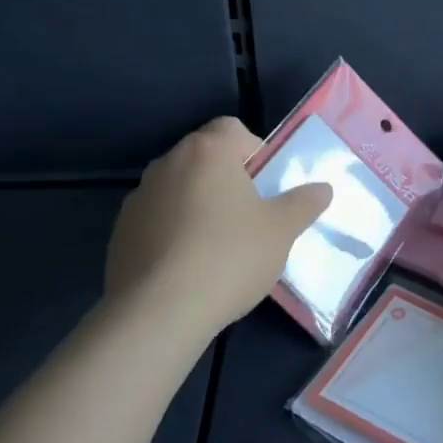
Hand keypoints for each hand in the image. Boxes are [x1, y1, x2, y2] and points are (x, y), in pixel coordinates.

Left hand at [106, 116, 332, 334]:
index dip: (254, 151)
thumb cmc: (229, 257)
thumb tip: (323, 188)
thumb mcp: (282, 230)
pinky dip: (172, 233)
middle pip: (205, 158)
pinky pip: (156, 220)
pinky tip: (187, 268)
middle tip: (249, 217)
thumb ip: (304, 203)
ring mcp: (138, 198)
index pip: (233, 128)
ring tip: (217, 248)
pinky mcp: (119, 233)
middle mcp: (168, 163)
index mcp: (207, 151)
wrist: (157, 314)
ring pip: (179, 189)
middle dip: (227, 180)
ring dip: (197, 205)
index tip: (265, 185)